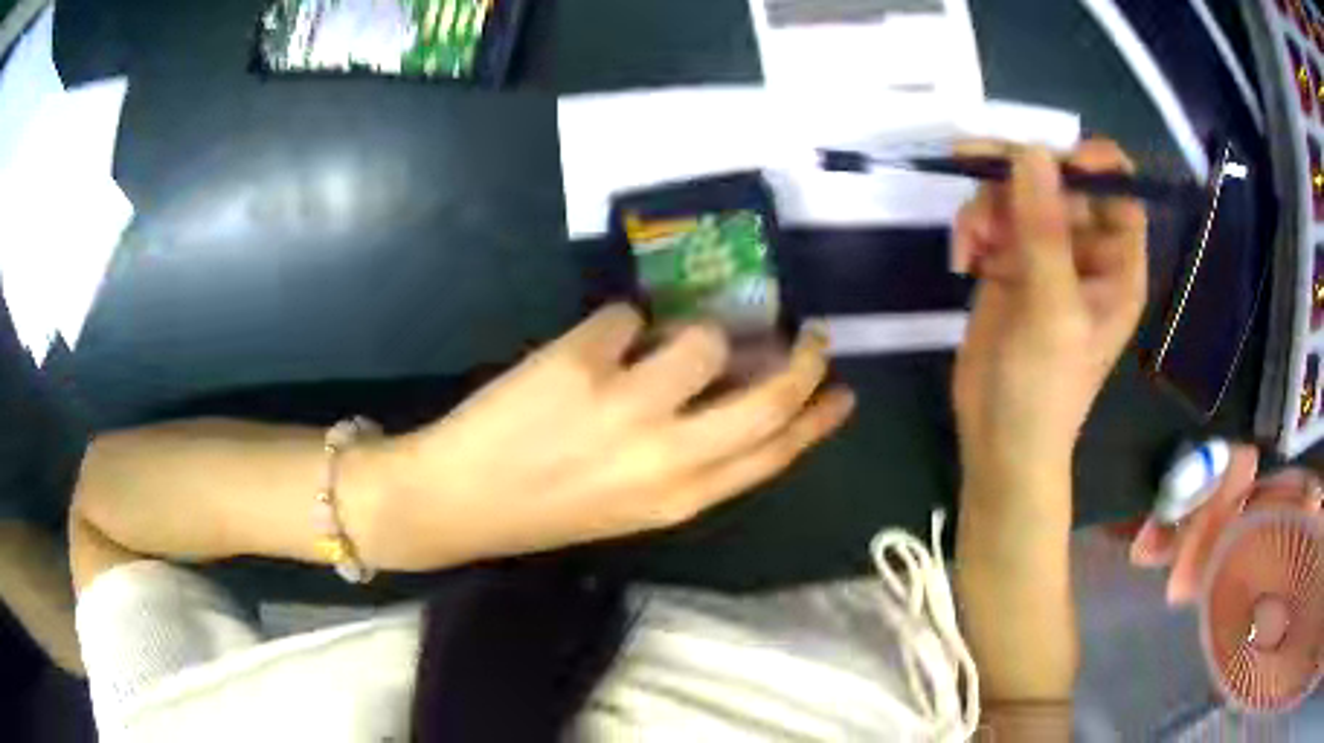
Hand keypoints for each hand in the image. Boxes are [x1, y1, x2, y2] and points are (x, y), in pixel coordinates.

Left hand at [359, 305, 854, 570]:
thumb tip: (734, 389)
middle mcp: (667, 454)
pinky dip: (620, 322)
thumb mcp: (635, 504)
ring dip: (696, 330)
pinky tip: (599, 343)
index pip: (776, 453)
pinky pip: (627, 315)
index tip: (843, 392)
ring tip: (668, 339)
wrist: (458, 500)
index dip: (818, 419)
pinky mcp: (580, 362)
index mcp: (682, 497)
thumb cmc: (547, 508)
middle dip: (804, 360)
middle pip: (768, 398)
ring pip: (703, 337)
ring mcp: (625, 404)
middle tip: (813, 336)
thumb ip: (691, 458)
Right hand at [952, 140, 1146, 497]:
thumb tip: (1030, 151)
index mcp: (1116, 263)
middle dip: (1017, 175)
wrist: (999, 440)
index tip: (1045, 157)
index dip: (1089, 163)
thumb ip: (1044, 231)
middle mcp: (1084, 251)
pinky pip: (990, 218)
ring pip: (1017, 192)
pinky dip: (972, 228)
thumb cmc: (1044, 390)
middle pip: (1057, 179)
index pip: (1116, 190)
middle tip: (972, 163)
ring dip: (987, 204)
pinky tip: (963, 260)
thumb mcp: (1052, 311)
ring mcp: (1044, 254)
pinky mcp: (1007, 263)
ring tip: (970, 244)